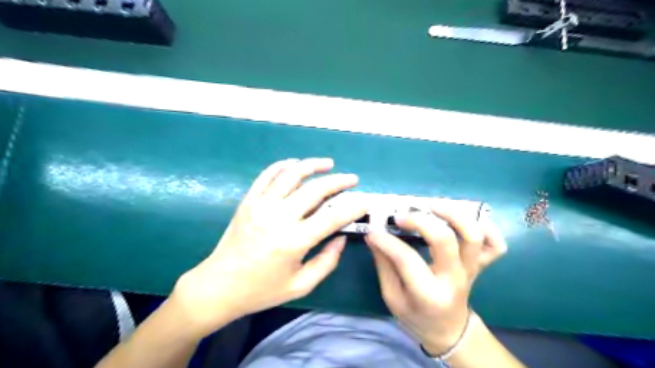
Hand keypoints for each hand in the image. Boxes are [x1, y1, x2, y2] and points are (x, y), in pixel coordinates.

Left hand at [171, 157, 365, 336]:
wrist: (218, 286)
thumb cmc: (261, 290)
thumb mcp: (300, 285)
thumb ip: (327, 262)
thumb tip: (341, 238)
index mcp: (294, 241)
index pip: (332, 216)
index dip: (353, 206)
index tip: (366, 201)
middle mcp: (279, 218)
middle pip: (315, 190)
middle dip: (339, 181)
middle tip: (352, 179)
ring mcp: (261, 206)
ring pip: (291, 175)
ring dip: (312, 165)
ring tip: (328, 163)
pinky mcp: (248, 201)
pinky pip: (266, 176)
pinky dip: (283, 166)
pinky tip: (295, 164)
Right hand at [367, 202, 507, 356]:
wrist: (449, 330)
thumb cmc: (416, 316)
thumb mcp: (392, 298)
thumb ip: (383, 266)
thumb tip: (374, 236)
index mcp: (428, 294)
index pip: (406, 259)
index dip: (387, 241)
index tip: (373, 231)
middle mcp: (454, 279)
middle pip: (444, 240)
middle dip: (420, 221)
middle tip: (401, 215)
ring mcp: (471, 270)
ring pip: (473, 235)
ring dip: (453, 214)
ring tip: (431, 205)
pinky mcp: (481, 265)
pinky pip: (495, 245)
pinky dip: (487, 228)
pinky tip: (465, 219)